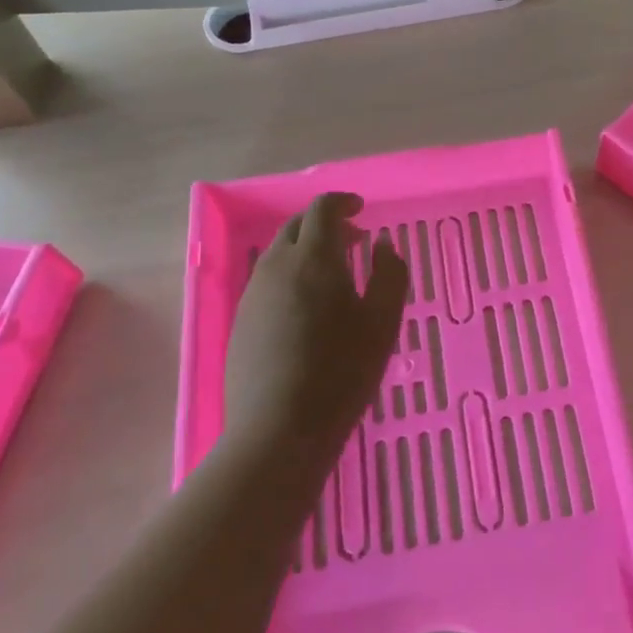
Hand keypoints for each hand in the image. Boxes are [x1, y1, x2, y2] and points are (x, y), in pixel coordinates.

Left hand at [224, 193, 408, 465]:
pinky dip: (290, 276)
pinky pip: (268, 282)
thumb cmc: (342, 371)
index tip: (361, 209)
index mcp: (313, 258)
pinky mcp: (242, 322)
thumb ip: (390, 274)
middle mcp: (277, 266)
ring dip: (305, 250)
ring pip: (279, 254)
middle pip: (296, 227)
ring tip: (333, 274)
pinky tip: (307, 307)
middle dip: (324, 224)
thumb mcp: (383, 321)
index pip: (322, 209)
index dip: (342, 202)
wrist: (278, 430)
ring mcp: (254, 295)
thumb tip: (382, 245)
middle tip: (353, 239)